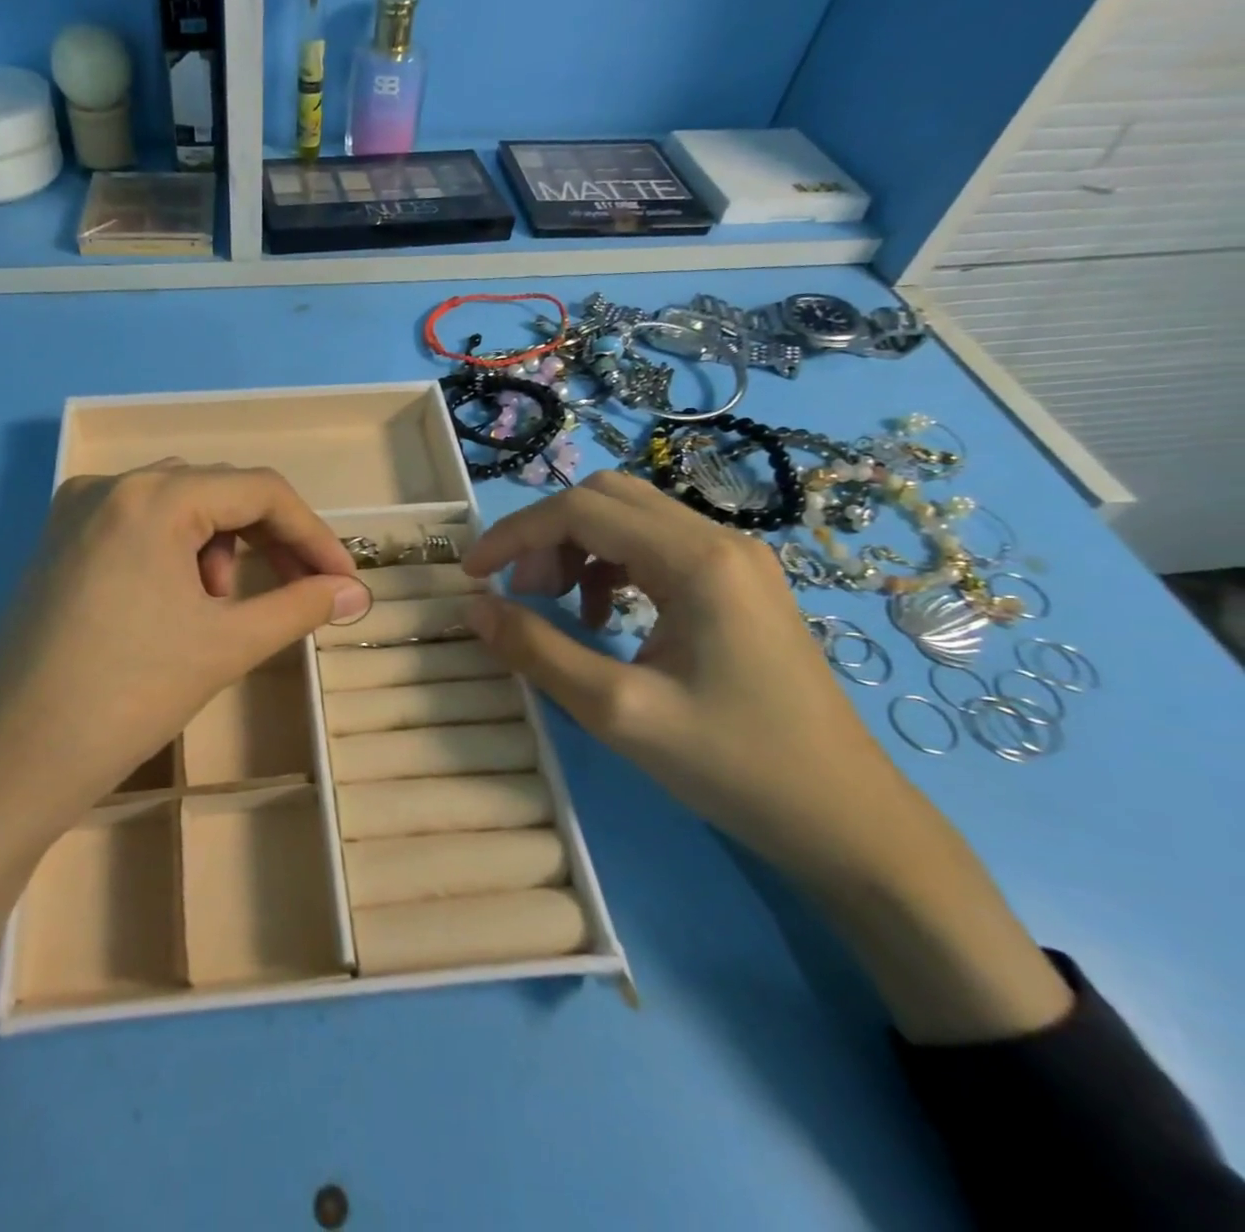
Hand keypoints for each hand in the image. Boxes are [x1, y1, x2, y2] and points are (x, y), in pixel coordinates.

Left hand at [0, 461, 366, 825]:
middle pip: (218, 491)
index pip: (260, 490)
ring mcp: (77, 511)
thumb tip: (356, 593)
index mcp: (154, 495)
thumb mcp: (226, 644)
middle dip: (269, 540)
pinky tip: (177, 605)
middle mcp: (111, 485)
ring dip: (221, 547)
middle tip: (300, 591)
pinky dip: (176, 554)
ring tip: (221, 609)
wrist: (13, 759)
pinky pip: (138, 526)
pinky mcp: (59, 543)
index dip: (313, 533)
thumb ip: (300, 606)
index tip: (343, 581)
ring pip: (178, 507)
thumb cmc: (128, 695)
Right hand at [460, 471, 924, 887]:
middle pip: (604, 498)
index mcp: (697, 560)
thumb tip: (474, 609)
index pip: (580, 509)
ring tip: (556, 607)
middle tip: (521, 594)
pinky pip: (654, 547)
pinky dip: (608, 566)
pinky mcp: (737, 584)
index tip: (472, 575)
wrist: (846, 820)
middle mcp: (719, 539)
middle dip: (545, 536)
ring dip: (575, 549)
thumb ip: (538, 651)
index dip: (514, 534)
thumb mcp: (619, 712)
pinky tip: (603, 618)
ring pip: (628, 518)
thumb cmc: (735, 766)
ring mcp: (734, 559)